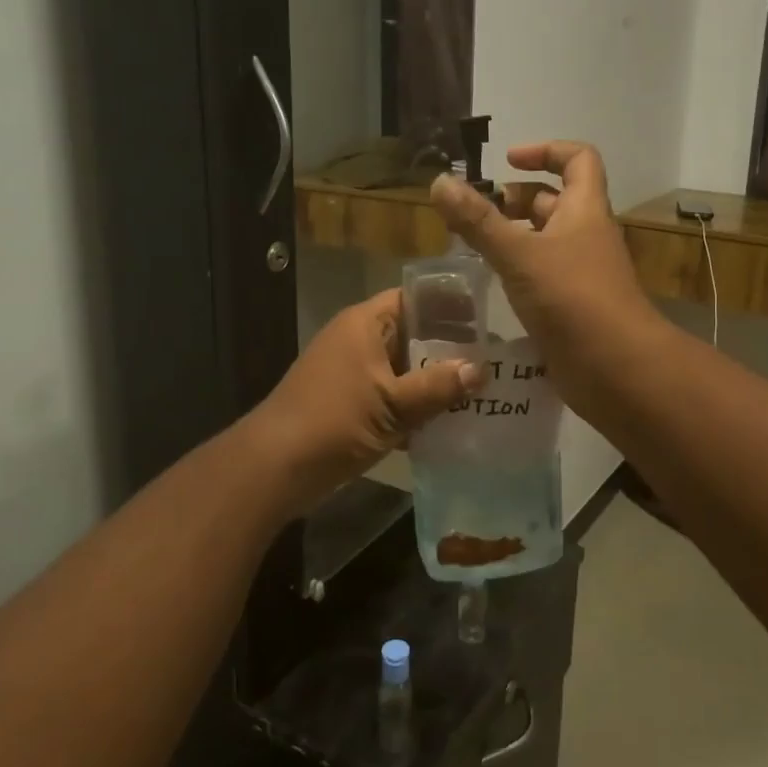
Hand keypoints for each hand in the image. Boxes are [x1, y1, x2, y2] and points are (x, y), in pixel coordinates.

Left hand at [248, 289, 485, 511]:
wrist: (275, 467)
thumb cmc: (334, 421)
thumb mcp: (394, 404)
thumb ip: (438, 386)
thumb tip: (481, 370)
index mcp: (365, 324)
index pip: (414, 299)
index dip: (448, 306)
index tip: (485, 320)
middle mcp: (358, 341)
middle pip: (413, 335)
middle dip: (449, 349)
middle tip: (492, 360)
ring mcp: (353, 374)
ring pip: (404, 369)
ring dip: (434, 381)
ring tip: (479, 391)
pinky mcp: (351, 404)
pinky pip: (393, 396)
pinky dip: (416, 406)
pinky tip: (448, 422)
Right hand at [430, 141, 657, 403]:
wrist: (616, 368)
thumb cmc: (572, 298)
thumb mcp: (519, 254)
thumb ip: (478, 220)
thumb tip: (441, 181)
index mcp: (584, 210)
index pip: (578, 159)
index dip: (545, 151)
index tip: (506, 162)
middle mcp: (586, 235)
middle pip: (554, 202)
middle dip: (515, 201)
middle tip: (474, 215)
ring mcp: (581, 273)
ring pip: (545, 242)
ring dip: (512, 238)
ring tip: (471, 248)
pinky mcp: (572, 306)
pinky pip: (542, 276)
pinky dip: (517, 272)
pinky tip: (489, 284)